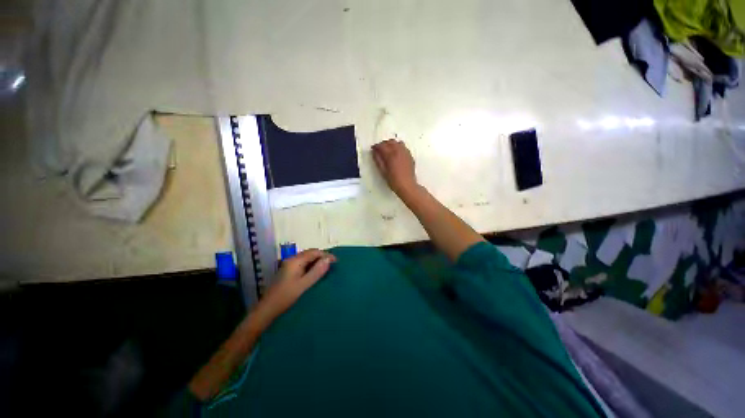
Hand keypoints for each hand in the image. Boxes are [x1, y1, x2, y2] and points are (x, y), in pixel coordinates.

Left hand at [256, 249, 336, 320]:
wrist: (267, 310)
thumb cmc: (285, 297)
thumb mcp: (304, 285)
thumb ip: (316, 271)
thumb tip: (329, 260)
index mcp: (295, 261)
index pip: (314, 252)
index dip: (326, 255)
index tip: (336, 262)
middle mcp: (291, 260)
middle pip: (310, 253)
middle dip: (322, 257)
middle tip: (333, 265)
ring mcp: (289, 265)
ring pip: (307, 258)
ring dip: (317, 261)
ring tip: (327, 268)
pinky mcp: (288, 271)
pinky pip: (303, 264)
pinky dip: (311, 265)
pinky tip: (315, 272)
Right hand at [372, 139, 418, 195]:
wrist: (407, 186)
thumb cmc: (394, 181)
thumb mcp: (383, 172)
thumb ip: (378, 160)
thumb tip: (374, 152)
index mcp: (391, 155)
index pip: (382, 146)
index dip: (376, 146)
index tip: (373, 149)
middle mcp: (399, 151)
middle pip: (390, 142)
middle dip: (384, 144)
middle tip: (379, 150)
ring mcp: (405, 153)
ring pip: (398, 143)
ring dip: (392, 144)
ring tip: (388, 151)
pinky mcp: (410, 156)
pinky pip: (403, 147)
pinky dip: (398, 147)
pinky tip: (396, 154)